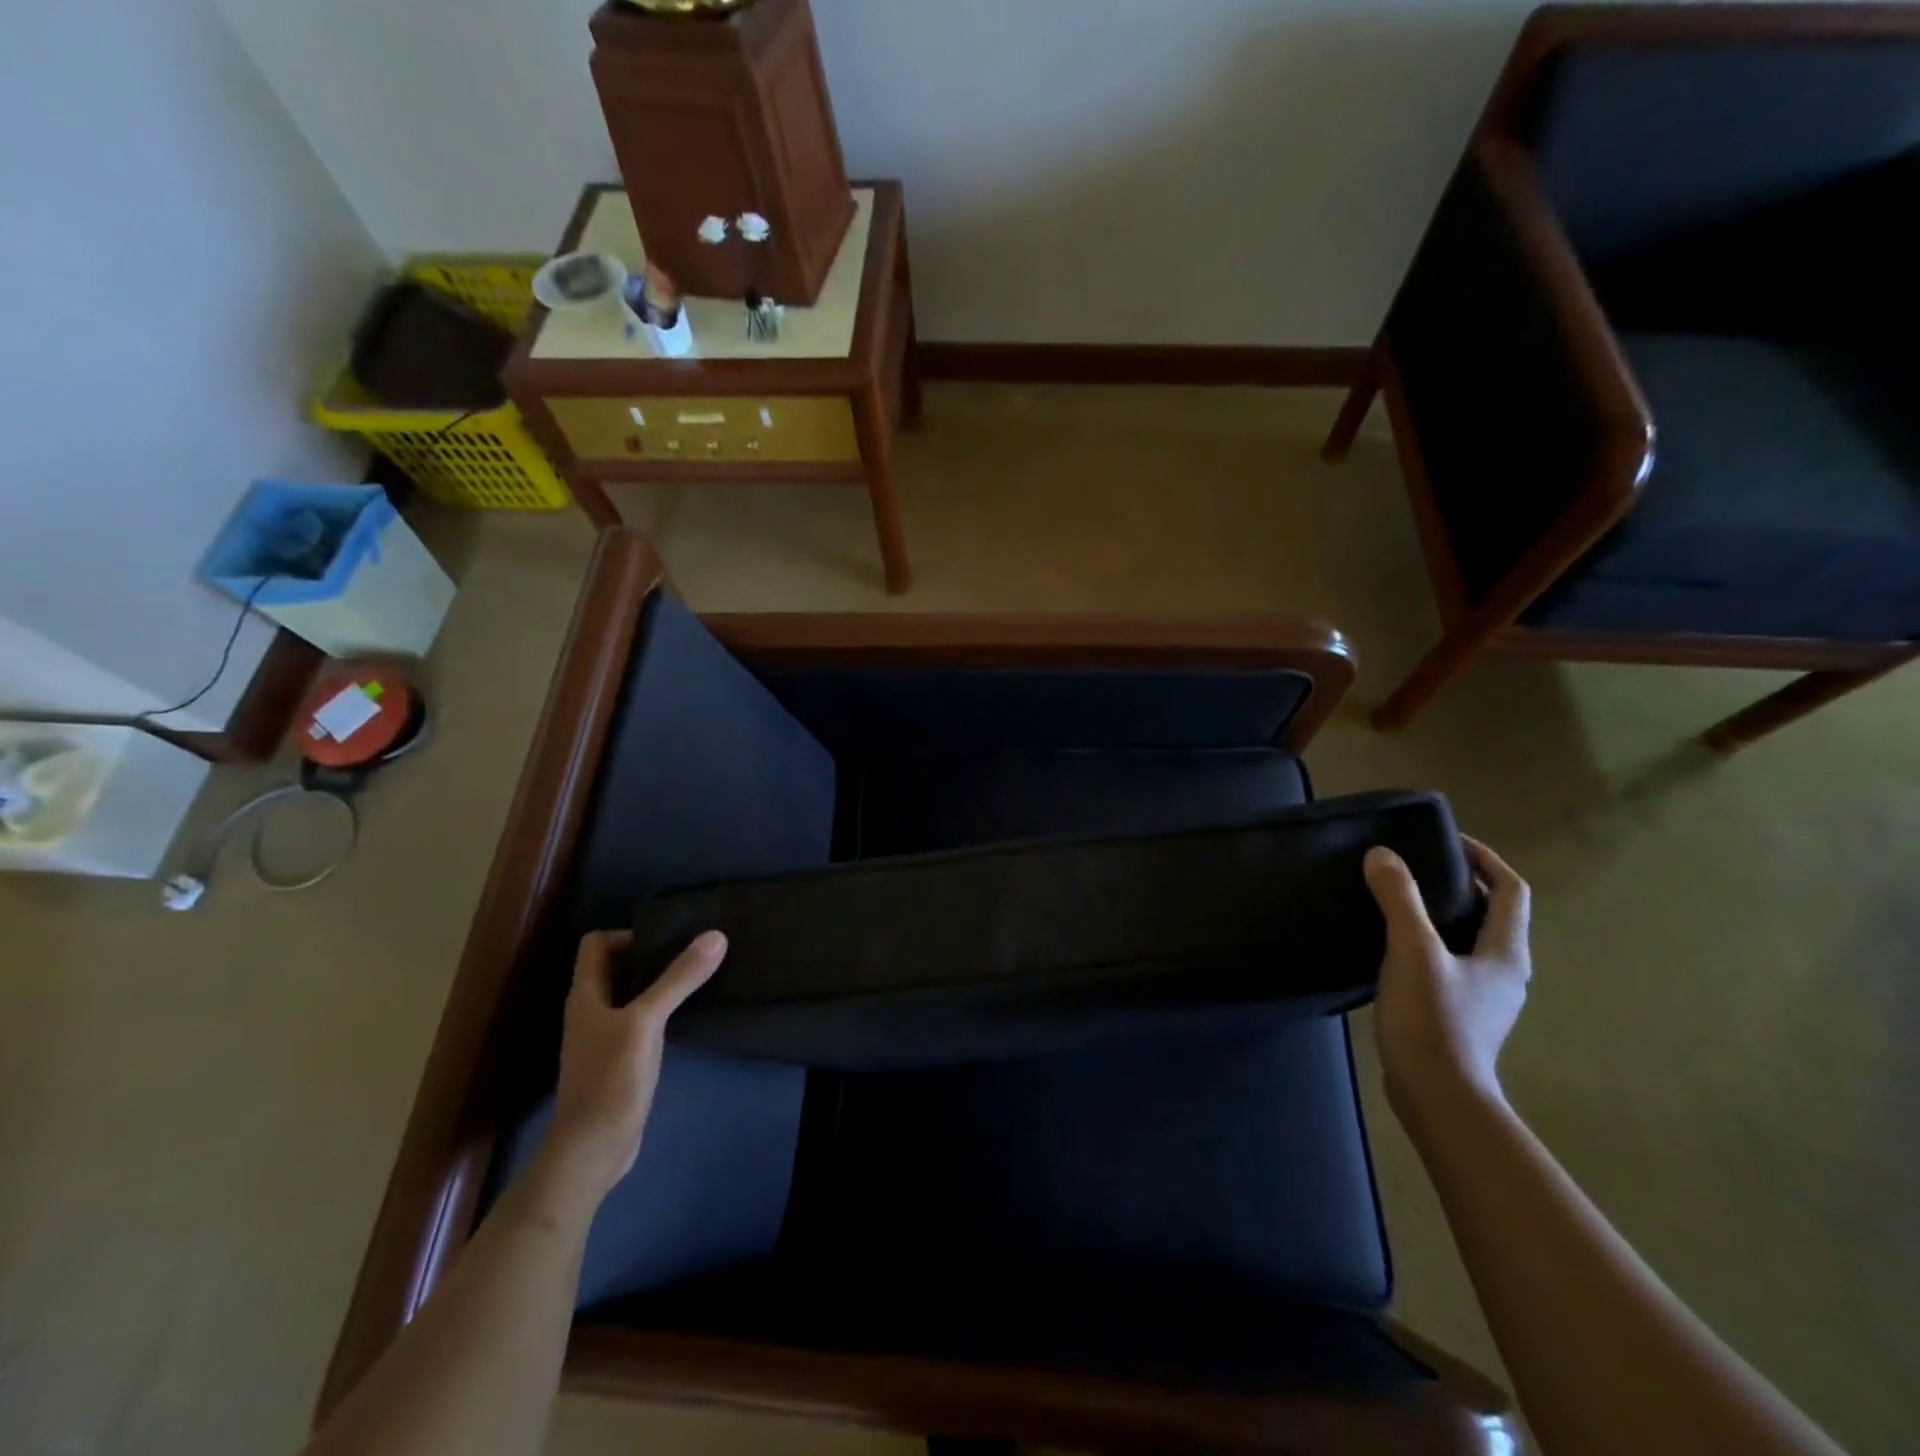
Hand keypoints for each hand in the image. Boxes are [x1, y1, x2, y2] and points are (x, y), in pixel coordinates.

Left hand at [547, 929, 727, 1201]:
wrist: (593, 1150)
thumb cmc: (611, 1078)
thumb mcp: (646, 1022)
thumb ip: (678, 979)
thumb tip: (715, 936)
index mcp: (586, 996)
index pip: (595, 944)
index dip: (627, 935)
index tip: (665, 943)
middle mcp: (591, 1011)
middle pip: (615, 967)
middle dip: (650, 956)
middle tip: (690, 955)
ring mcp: (604, 1038)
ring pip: (630, 995)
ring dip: (658, 984)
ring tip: (695, 979)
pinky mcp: (620, 1060)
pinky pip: (640, 1021)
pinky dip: (661, 1011)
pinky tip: (685, 1017)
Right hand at [1363, 837, 1531, 1117]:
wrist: (1437, 1096)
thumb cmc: (1433, 1020)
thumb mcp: (1412, 951)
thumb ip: (1399, 899)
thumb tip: (1383, 855)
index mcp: (1505, 952)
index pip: (1510, 890)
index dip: (1484, 859)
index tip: (1447, 841)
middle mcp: (1504, 971)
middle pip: (1492, 914)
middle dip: (1460, 884)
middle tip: (1414, 867)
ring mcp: (1484, 997)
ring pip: (1469, 940)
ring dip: (1442, 914)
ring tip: (1398, 901)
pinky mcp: (1460, 1015)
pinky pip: (1450, 962)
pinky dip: (1429, 942)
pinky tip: (1393, 947)